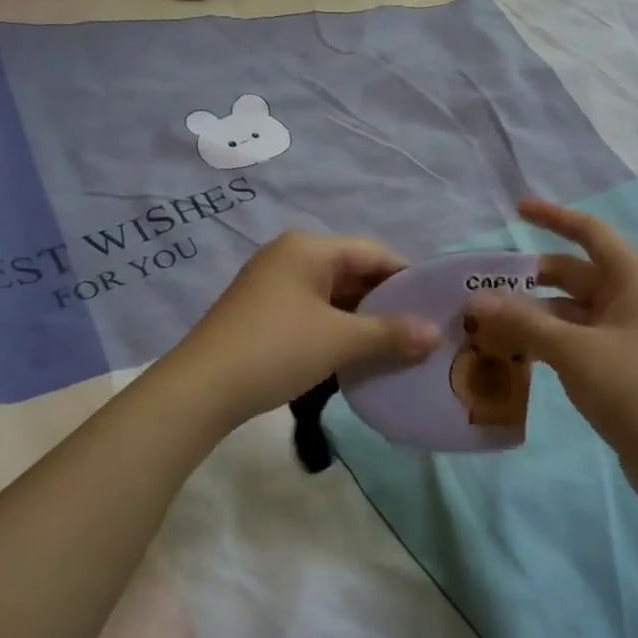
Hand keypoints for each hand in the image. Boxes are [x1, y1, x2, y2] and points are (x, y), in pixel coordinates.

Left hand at [169, 232, 439, 430]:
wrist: (201, 388)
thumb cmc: (276, 349)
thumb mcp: (340, 340)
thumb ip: (391, 334)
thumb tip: (437, 334)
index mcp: (309, 248)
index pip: (373, 252)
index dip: (408, 278)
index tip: (436, 307)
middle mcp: (290, 256)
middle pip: (353, 272)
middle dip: (387, 302)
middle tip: (421, 332)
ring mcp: (273, 284)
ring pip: (333, 295)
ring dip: (363, 320)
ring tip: (396, 347)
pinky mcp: (263, 312)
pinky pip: (313, 311)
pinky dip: (337, 329)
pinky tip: (356, 354)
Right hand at [466, 201, 637, 506]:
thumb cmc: (635, 389)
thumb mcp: (574, 351)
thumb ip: (522, 322)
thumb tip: (475, 302)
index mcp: (635, 280)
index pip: (590, 233)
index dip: (553, 217)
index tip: (516, 210)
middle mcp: (634, 299)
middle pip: (575, 274)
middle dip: (530, 278)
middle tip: (484, 286)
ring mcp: (629, 334)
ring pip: (572, 311)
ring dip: (534, 314)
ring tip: (487, 323)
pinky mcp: (622, 366)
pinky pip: (577, 339)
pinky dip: (547, 340)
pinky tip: (514, 353)